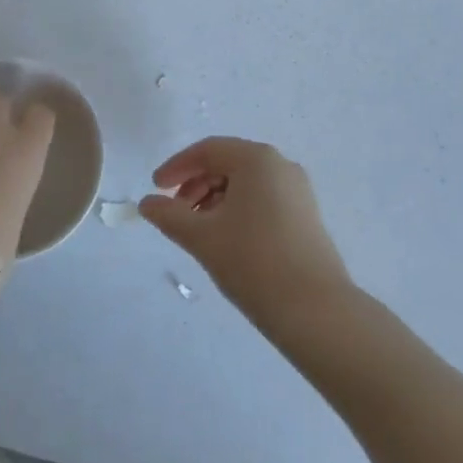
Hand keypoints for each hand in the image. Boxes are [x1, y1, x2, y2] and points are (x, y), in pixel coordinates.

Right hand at [140, 138, 351, 322]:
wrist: (317, 312)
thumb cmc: (254, 262)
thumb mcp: (203, 237)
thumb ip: (169, 215)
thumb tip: (146, 203)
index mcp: (256, 159)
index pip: (207, 150)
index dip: (177, 167)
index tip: (155, 189)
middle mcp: (280, 165)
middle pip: (227, 163)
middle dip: (196, 184)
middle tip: (175, 213)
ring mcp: (298, 190)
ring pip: (245, 183)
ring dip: (215, 199)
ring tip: (198, 230)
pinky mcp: (306, 216)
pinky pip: (263, 199)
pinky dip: (238, 210)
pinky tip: (226, 239)